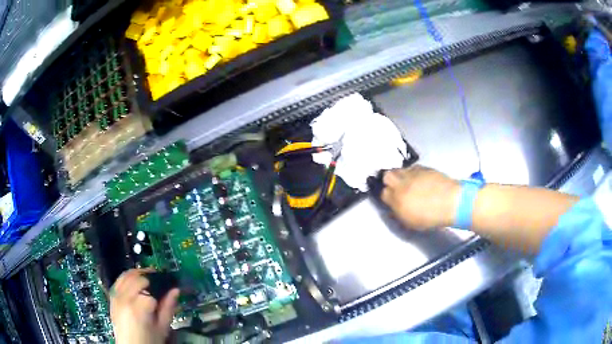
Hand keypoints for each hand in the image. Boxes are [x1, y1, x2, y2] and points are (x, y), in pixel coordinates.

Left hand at [110, 268, 179, 343]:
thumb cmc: (149, 340)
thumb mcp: (162, 328)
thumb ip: (168, 308)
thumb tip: (175, 290)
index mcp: (139, 307)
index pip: (153, 288)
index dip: (162, 289)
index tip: (169, 290)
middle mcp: (125, 298)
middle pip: (139, 277)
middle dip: (151, 278)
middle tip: (161, 283)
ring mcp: (116, 296)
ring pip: (127, 275)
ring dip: (139, 274)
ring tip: (149, 279)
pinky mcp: (112, 297)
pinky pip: (119, 280)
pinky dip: (127, 277)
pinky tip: (135, 281)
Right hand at [381, 165, 459, 229]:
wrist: (451, 203)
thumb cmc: (431, 217)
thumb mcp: (411, 223)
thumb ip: (399, 214)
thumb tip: (394, 209)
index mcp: (397, 200)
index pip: (383, 193)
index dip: (387, 195)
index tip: (390, 198)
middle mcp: (402, 184)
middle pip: (387, 176)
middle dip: (389, 180)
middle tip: (395, 186)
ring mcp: (413, 174)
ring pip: (399, 169)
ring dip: (400, 175)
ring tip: (406, 181)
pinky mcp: (423, 168)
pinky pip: (412, 168)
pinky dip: (412, 173)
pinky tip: (418, 179)